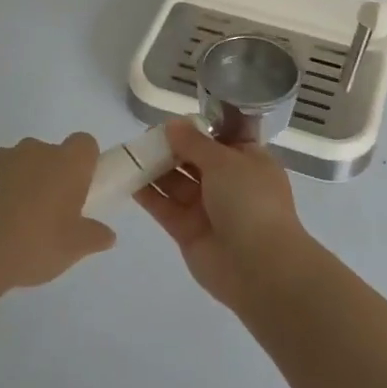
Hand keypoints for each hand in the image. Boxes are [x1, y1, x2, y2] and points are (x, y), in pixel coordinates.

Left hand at [0, 134, 114, 290]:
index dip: (84, 162)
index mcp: (65, 164)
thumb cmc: (32, 246)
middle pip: (50, 154)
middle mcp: (34, 151)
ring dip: (20, 182)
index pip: (84, 143)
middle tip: (47, 212)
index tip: (79, 188)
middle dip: (50, 176)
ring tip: (12, 222)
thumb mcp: (73, 249)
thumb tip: (108, 235)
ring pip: (18, 163)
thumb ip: (94, 237)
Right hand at [134, 120, 312, 309]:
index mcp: (249, 161)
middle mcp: (229, 183)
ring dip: (156, 169)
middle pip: (195, 160)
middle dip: (172, 148)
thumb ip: (194, 142)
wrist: (258, 266)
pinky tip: (128, 179)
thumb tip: (172, 124)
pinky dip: (149, 195)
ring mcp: (208, 208)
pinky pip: (166, 207)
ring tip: (130, 154)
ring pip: (178, 183)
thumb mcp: (224, 161)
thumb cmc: (249, 200)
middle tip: (144, 136)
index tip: (171, 121)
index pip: (221, 139)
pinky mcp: (188, 231)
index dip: (197, 129)